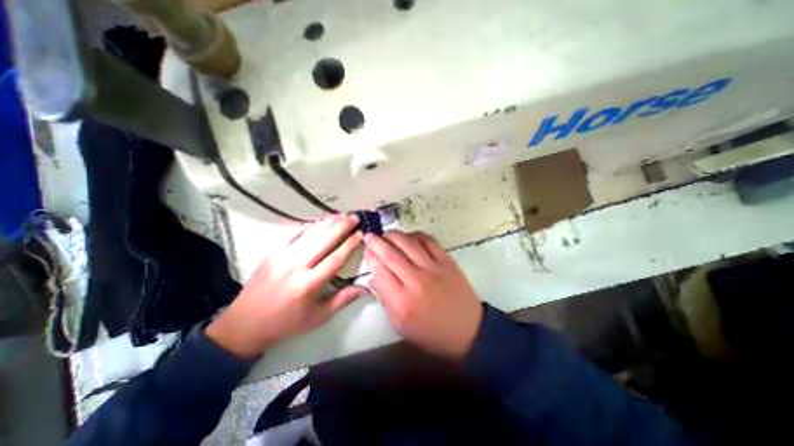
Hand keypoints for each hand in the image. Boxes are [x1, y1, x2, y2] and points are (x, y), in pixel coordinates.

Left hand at [204, 215, 365, 356]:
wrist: (245, 323)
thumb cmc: (287, 322)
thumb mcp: (319, 317)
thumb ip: (343, 299)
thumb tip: (366, 287)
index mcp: (308, 285)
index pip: (335, 258)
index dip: (350, 244)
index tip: (361, 233)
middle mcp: (295, 266)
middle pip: (324, 240)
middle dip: (342, 226)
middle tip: (355, 217)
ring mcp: (282, 256)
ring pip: (310, 233)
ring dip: (328, 222)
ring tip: (342, 215)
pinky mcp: (273, 251)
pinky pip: (295, 233)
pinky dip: (311, 225)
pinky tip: (321, 220)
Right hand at [362, 232, 484, 360]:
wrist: (467, 330)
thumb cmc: (430, 332)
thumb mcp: (400, 325)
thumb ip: (385, 300)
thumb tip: (374, 276)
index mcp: (402, 302)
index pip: (380, 272)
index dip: (370, 258)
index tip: (366, 251)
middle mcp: (416, 282)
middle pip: (391, 255)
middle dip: (377, 242)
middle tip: (369, 236)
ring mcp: (433, 269)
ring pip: (409, 244)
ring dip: (394, 235)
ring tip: (387, 234)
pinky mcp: (447, 261)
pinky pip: (429, 241)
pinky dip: (416, 235)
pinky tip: (409, 237)